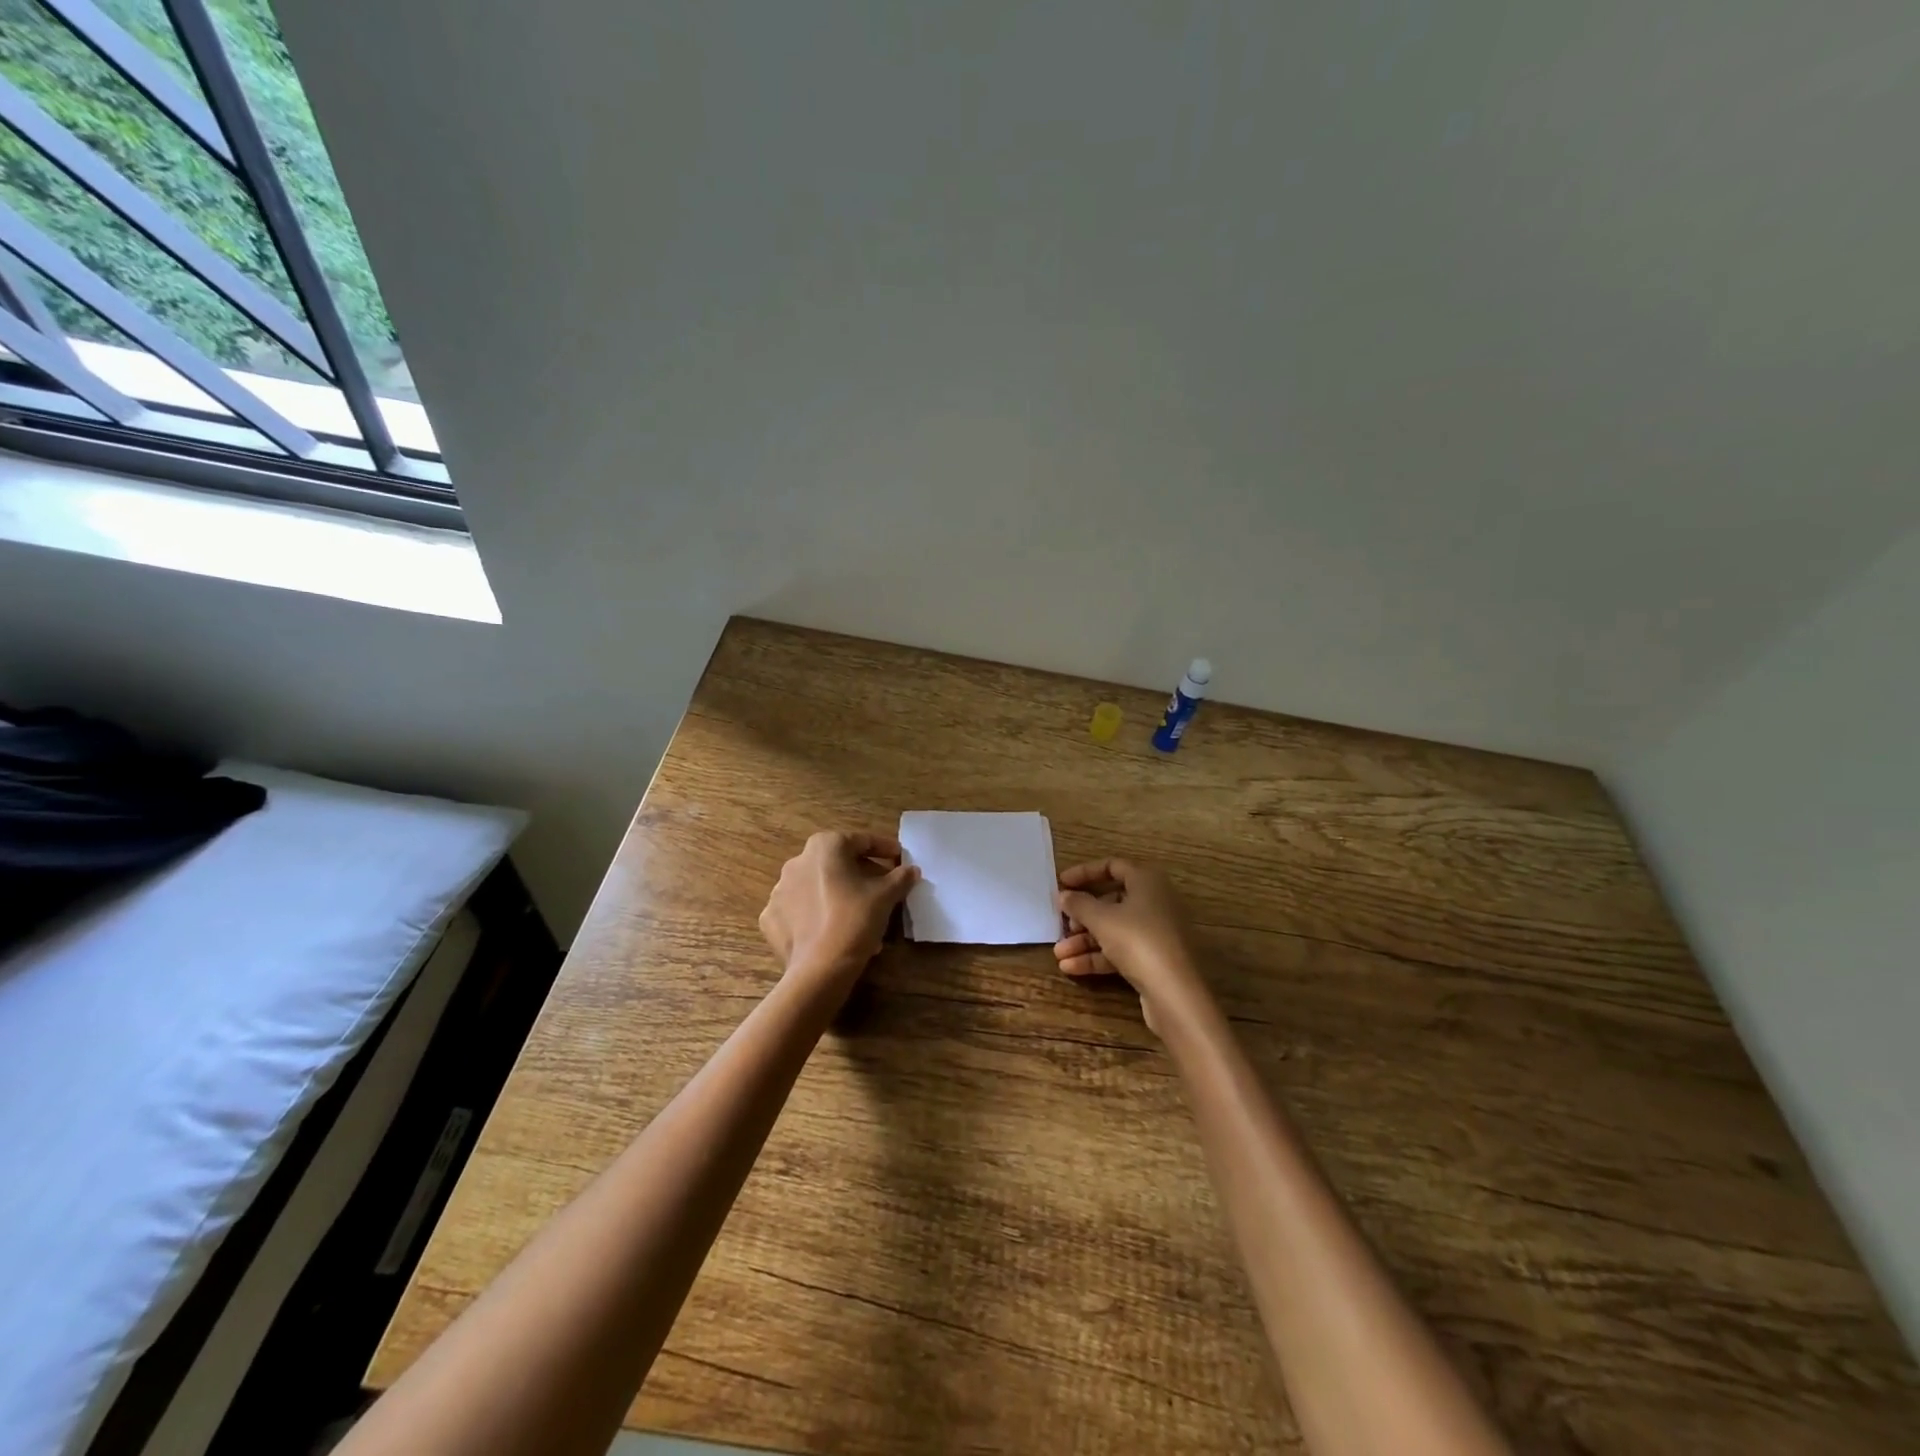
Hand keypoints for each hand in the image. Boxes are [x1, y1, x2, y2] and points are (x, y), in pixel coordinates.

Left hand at [760, 831, 917, 1000]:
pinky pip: (799, 910)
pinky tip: (831, 929)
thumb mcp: (886, 896)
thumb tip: (911, 870)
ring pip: (817, 887)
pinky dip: (815, 915)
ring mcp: (779, 890)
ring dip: (838, 894)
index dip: (884, 848)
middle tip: (882, 889)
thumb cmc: (855, 920)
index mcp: (824, 847)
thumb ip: (900, 877)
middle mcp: (797, 861)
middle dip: (861, 873)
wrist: (820, 969)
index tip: (899, 858)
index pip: (860, 841)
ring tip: (860, 915)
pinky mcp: (771, 918)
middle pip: (837, 863)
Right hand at [1053, 858, 1208, 1033]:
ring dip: (1085, 941)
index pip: (1113, 866)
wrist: (1176, 993)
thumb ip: (1079, 904)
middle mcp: (1155, 902)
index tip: (1062, 884)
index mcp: (1147, 881)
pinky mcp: (1155, 959)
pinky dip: (1098, 956)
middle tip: (1062, 925)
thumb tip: (1065, 895)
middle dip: (1082, 915)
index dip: (1085, 873)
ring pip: (1114, 929)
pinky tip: (1072, 968)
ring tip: (1059, 954)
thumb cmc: (1138, 941)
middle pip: (1111, 901)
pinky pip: (1121, 950)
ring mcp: (1157, 932)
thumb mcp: (1101, 919)